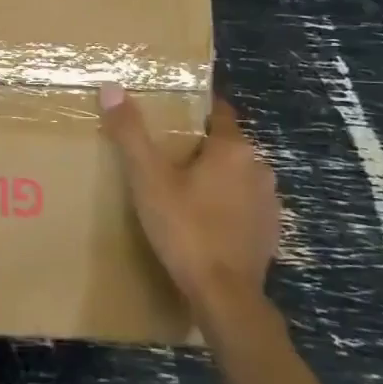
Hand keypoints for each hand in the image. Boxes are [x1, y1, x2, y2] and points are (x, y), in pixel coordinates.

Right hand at [99, 86, 281, 317]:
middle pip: (228, 143)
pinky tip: (204, 220)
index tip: (171, 112)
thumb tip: (112, 87)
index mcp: (233, 148)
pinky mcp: (270, 231)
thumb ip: (130, 133)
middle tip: (166, 154)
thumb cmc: (185, 228)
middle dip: (201, 145)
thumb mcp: (148, 179)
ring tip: (182, 189)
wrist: (224, 296)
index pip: (218, 111)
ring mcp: (269, 202)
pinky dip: (227, 205)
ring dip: (216, 176)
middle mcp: (259, 167)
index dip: (195, 108)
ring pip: (238, 175)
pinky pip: (245, 205)